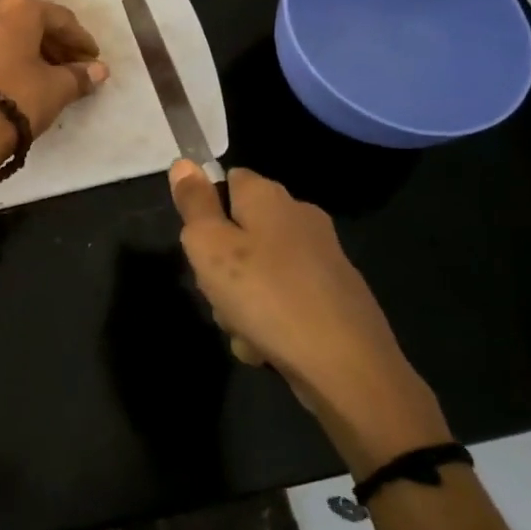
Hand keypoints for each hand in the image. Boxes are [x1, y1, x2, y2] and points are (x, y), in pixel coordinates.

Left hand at [0, 0, 108, 136]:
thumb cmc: (18, 97)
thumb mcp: (56, 88)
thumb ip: (80, 75)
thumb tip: (100, 70)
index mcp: (21, 7)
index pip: (62, 20)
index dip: (81, 41)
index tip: (94, 60)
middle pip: (34, 22)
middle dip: (57, 44)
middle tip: (74, 68)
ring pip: (11, 32)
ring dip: (33, 49)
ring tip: (51, 74)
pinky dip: (10, 54)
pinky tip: (22, 75)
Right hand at [170, 161, 449, 474]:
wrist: (346, 366)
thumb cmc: (266, 295)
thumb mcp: (210, 245)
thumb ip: (194, 204)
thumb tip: (184, 163)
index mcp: (270, 197)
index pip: (228, 179)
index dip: (205, 208)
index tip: (198, 244)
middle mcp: (300, 217)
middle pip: (241, 230)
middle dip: (220, 264)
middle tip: (215, 292)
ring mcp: (322, 258)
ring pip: (259, 270)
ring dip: (240, 299)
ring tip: (241, 329)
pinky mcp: (335, 296)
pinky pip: (284, 299)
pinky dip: (269, 320)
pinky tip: (265, 347)